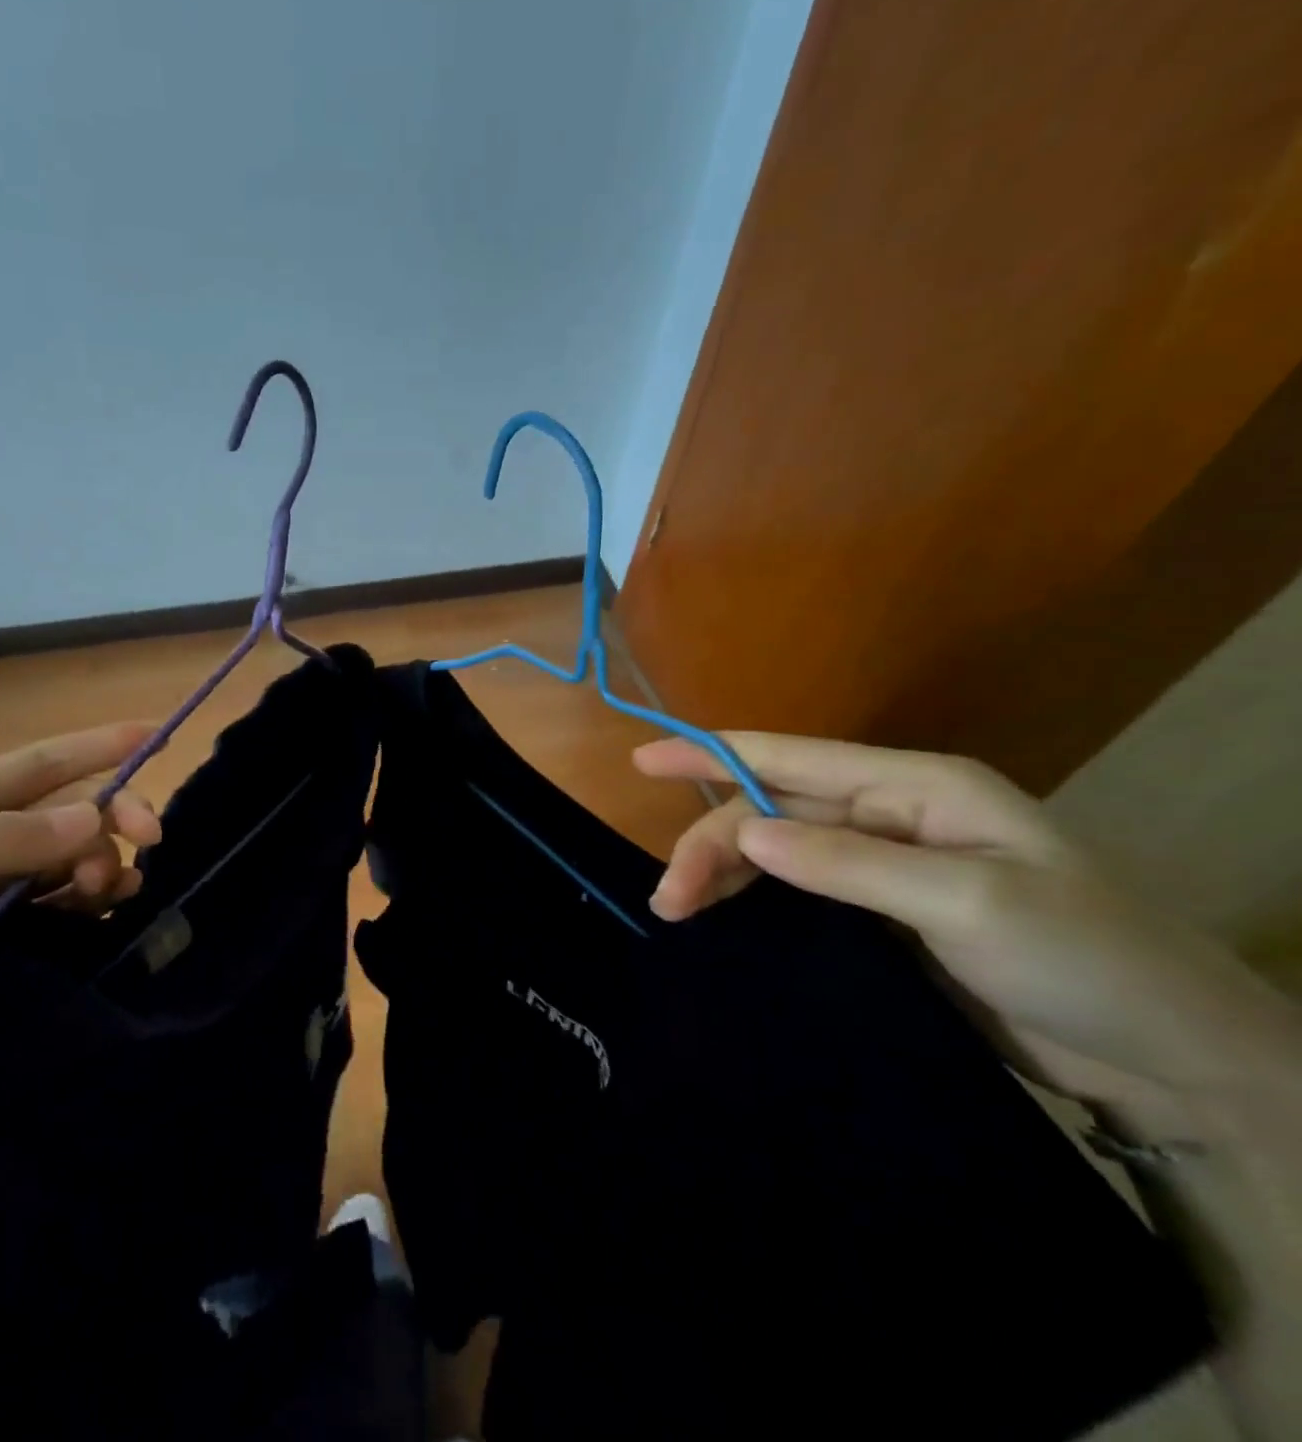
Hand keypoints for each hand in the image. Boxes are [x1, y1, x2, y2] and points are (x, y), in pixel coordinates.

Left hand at [0, 724, 162, 1364]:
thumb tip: (90, 815)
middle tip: (151, 839)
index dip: (96, 746)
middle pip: (65, 809)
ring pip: (73, 855)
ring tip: (112, 892)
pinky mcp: (3, 935)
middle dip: (110, 815)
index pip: (35, 766)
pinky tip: (107, 909)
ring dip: (104, 861)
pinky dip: (95, 897)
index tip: (155, 734)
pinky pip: (66, 900)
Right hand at [634, 734, 1298, 1116]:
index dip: (710, 754)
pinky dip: (752, 898)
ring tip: (676, 909)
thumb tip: (744, 832)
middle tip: (668, 898)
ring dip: (723, 873)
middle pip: (770, 811)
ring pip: (775, 851)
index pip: (789, 759)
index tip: (641, 762)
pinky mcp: (881, 915)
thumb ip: (848, 862)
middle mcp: (891, 815)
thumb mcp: (967, 901)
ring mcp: (884, 865)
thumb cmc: (1087, 959)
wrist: (1173, 1060)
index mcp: (916, 786)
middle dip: (712, 844)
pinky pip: (795, 891)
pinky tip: (720, 915)